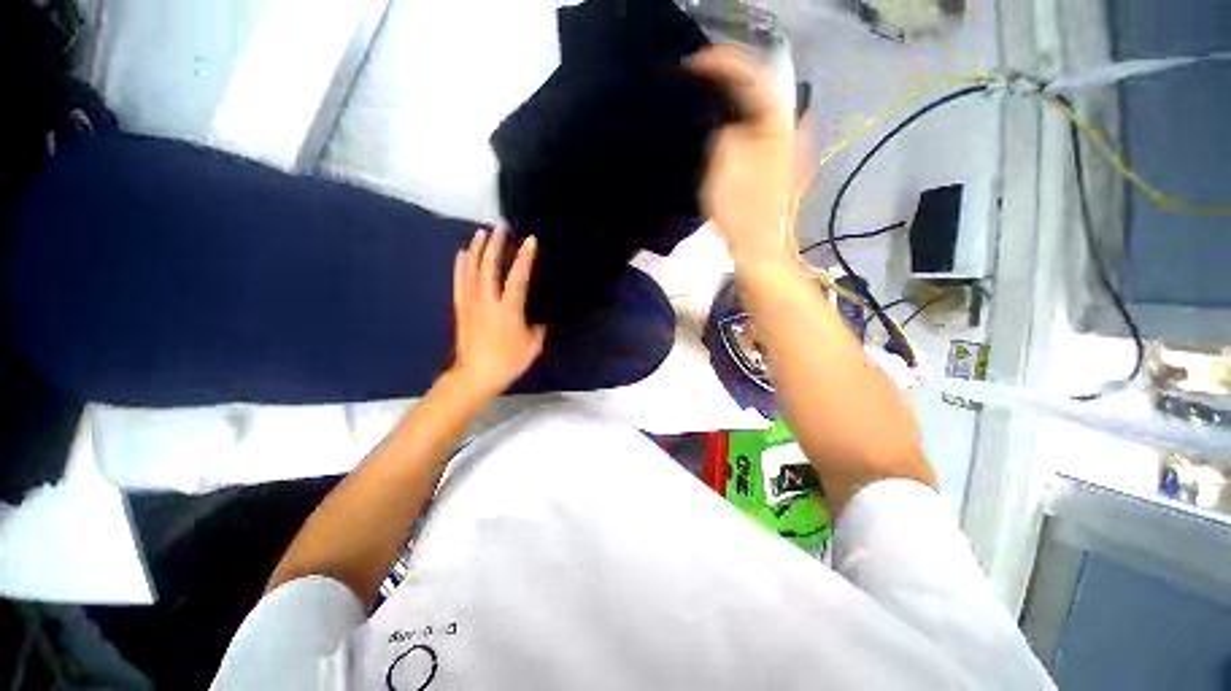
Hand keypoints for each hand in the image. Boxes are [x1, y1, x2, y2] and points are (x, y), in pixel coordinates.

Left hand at [450, 227, 546, 401]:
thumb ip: (539, 326)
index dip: (525, 257)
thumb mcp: (533, 345)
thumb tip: (540, 316)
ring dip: (477, 249)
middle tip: (501, 226)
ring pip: (472, 270)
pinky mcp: (461, 308)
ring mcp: (471, 303)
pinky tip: (463, 253)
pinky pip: (459, 281)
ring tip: (482, 232)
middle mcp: (488, 301)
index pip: (518, 277)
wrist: (476, 376)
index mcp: (509, 309)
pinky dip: (461, 265)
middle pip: (490, 266)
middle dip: (496, 244)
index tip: (530, 240)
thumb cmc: (508, 361)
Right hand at [690, 46, 796, 265]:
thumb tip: (728, 128)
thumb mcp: (724, 168)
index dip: (724, 63)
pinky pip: (758, 133)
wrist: (761, 250)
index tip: (696, 64)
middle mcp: (789, 130)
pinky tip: (724, 133)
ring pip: (759, 112)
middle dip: (730, 81)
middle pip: (760, 90)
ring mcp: (786, 149)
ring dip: (735, 104)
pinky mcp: (778, 167)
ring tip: (709, 103)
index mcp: (778, 125)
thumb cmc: (742, 213)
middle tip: (700, 81)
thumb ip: (725, 134)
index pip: (754, 76)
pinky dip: (740, 127)